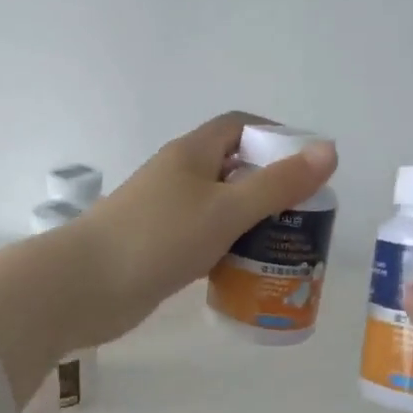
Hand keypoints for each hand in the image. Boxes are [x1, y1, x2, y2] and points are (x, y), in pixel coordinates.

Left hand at [73, 112, 336, 344]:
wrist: (84, 287)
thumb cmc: (158, 239)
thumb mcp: (226, 209)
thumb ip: (278, 183)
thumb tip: (329, 149)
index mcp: (192, 153)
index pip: (240, 126)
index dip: (276, 137)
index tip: (308, 167)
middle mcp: (178, 175)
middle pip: (233, 168)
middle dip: (270, 186)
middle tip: (304, 215)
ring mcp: (165, 212)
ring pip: (219, 206)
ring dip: (250, 221)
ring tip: (285, 245)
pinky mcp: (158, 246)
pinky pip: (203, 237)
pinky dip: (228, 247)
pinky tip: (246, 269)